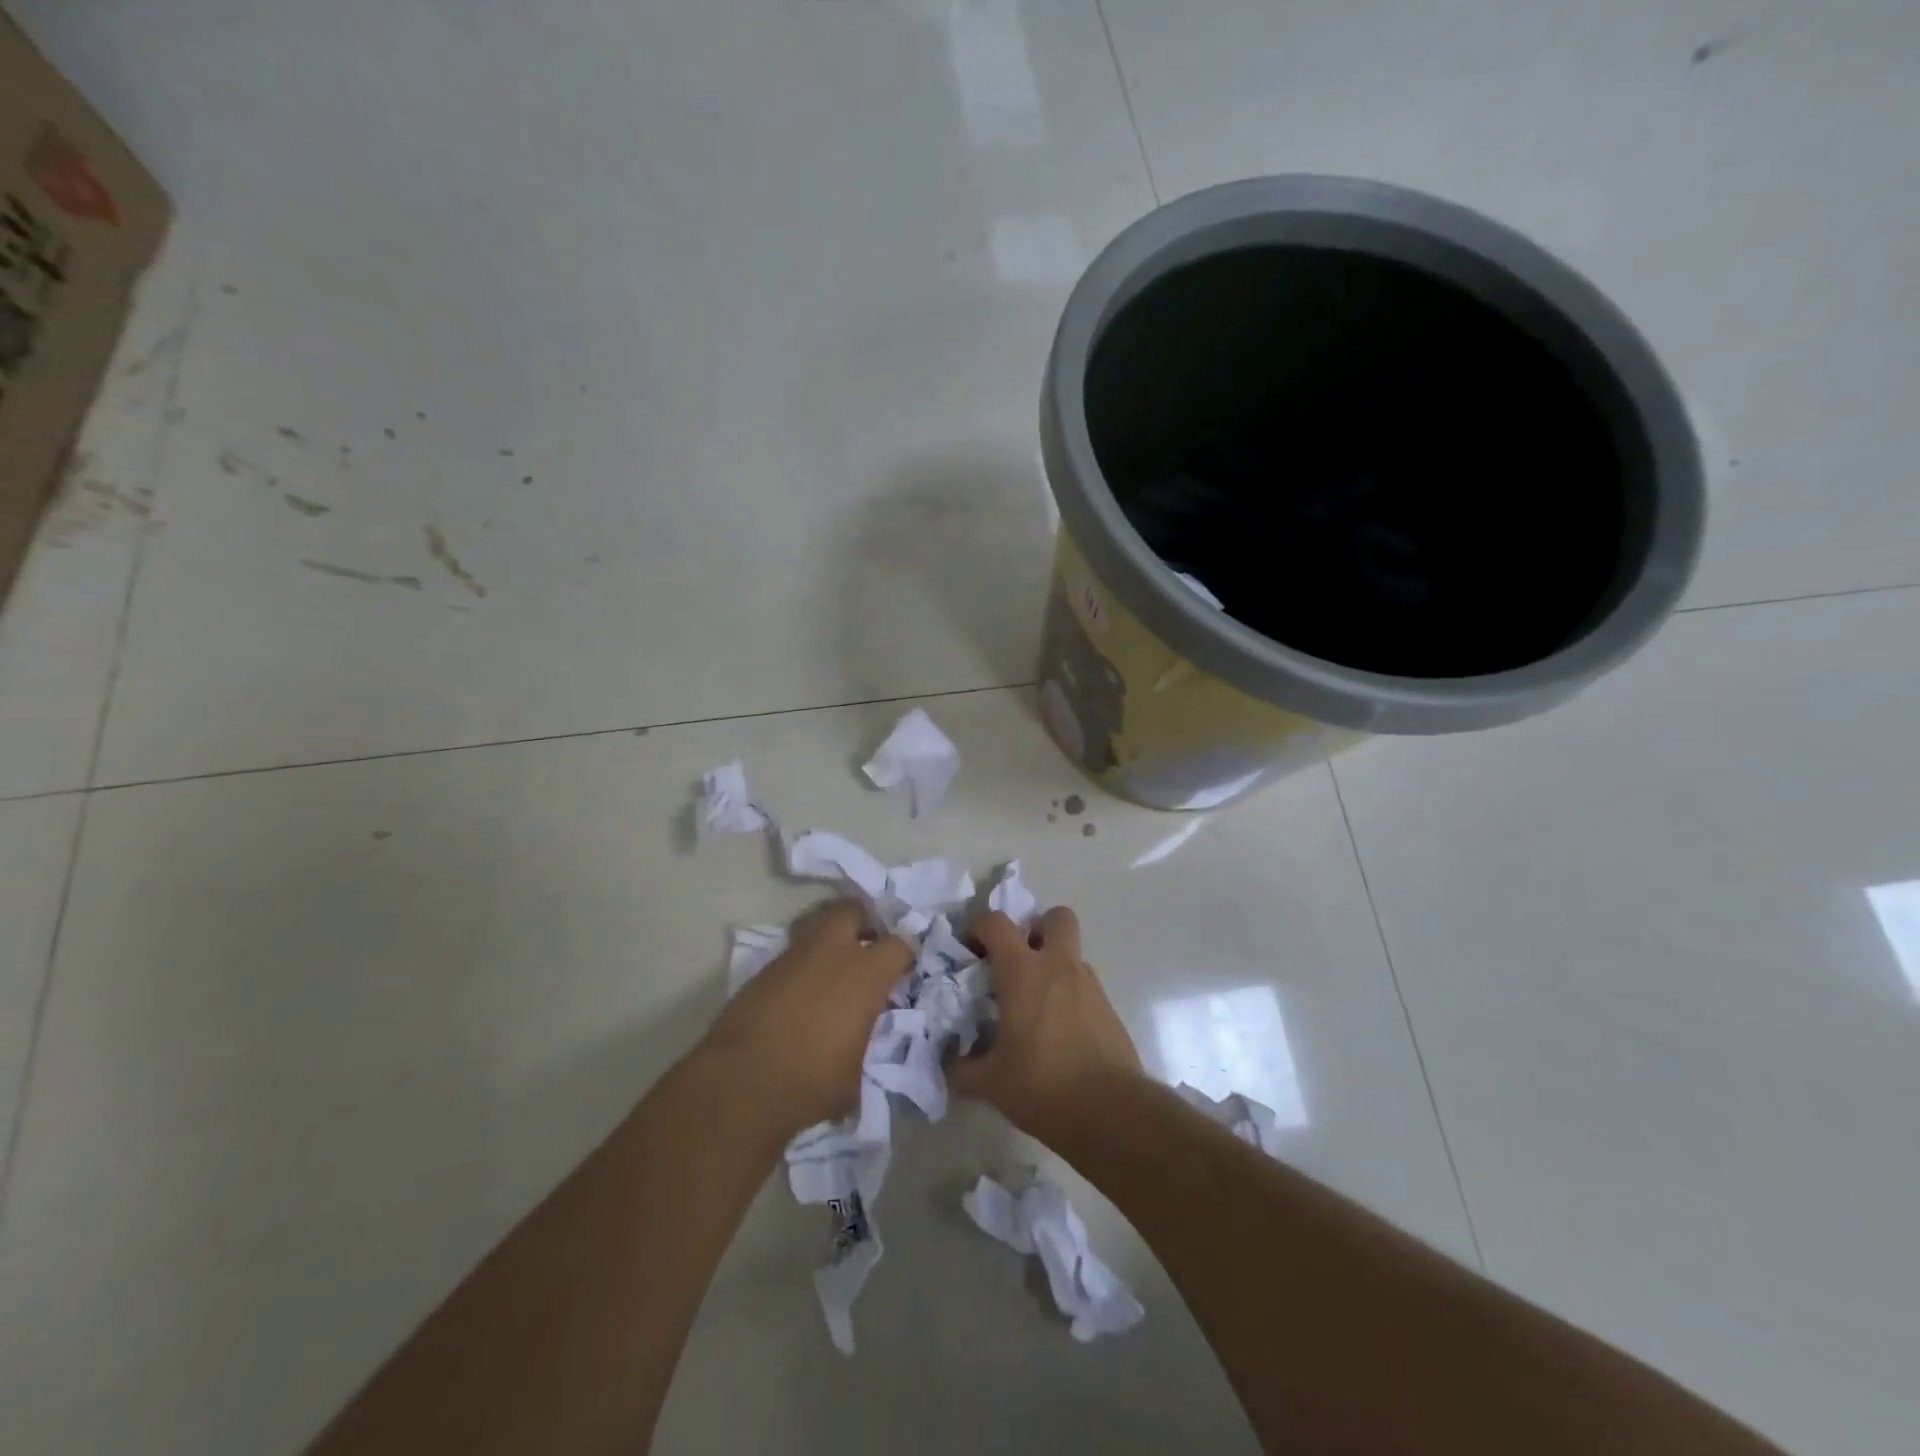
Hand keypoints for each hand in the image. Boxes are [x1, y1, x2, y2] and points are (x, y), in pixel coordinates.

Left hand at [700, 898, 913, 1135]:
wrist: (742, 1081)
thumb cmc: (811, 1081)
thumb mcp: (854, 1074)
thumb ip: (861, 1047)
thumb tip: (855, 1051)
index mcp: (866, 975)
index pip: (899, 945)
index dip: (904, 954)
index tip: (903, 968)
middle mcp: (833, 953)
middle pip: (852, 910)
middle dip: (863, 920)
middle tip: (868, 943)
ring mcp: (794, 957)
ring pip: (816, 924)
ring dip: (829, 938)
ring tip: (833, 965)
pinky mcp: (764, 969)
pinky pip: (792, 953)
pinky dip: (802, 964)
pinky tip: (802, 991)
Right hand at [948, 905, 1142, 1139]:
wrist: (1111, 1112)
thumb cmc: (1043, 1085)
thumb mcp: (990, 1083)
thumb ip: (962, 1069)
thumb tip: (948, 1064)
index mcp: (1024, 971)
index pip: (996, 923)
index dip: (978, 926)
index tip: (969, 949)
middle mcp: (1059, 966)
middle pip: (1056, 917)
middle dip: (1037, 928)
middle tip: (1019, 960)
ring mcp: (1090, 986)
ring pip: (1072, 954)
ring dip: (1054, 965)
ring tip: (1036, 1005)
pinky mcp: (1109, 1010)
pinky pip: (1085, 987)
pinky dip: (1070, 996)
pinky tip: (1059, 1033)